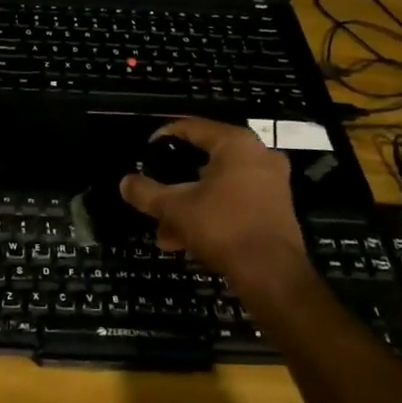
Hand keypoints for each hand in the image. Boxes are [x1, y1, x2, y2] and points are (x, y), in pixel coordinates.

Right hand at [119, 118, 308, 294]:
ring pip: (218, 186)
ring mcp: (271, 183)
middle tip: (155, 195)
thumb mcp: (175, 208)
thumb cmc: (223, 227)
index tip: (145, 152)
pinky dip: (211, 214)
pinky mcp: (276, 209)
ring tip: (165, 231)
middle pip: (204, 160)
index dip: (164, 137)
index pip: (192, 127)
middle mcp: (258, 156)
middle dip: (175, 183)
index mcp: (235, 144)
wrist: (272, 275)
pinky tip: (185, 240)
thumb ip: (146, 192)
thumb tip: (125, 183)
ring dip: (189, 205)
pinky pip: (234, 202)